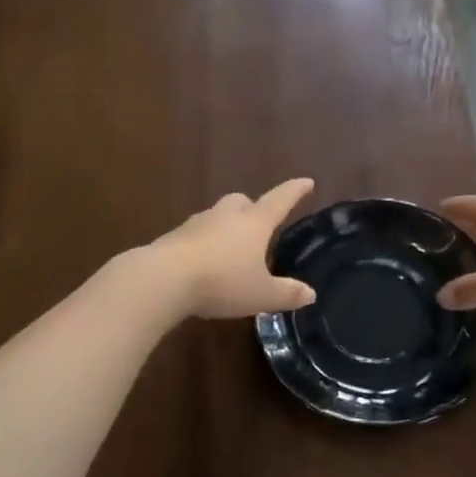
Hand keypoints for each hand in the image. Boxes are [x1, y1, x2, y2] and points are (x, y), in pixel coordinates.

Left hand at [147, 178, 318, 318]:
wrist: (164, 278)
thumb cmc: (222, 282)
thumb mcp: (261, 294)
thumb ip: (287, 293)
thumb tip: (311, 293)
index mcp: (254, 223)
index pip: (280, 201)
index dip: (295, 191)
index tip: (307, 182)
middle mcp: (226, 216)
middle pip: (242, 201)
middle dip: (251, 208)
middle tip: (258, 222)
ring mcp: (196, 224)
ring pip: (216, 216)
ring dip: (225, 226)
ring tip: (231, 248)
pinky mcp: (173, 238)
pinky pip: (195, 235)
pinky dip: (204, 243)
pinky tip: (204, 263)